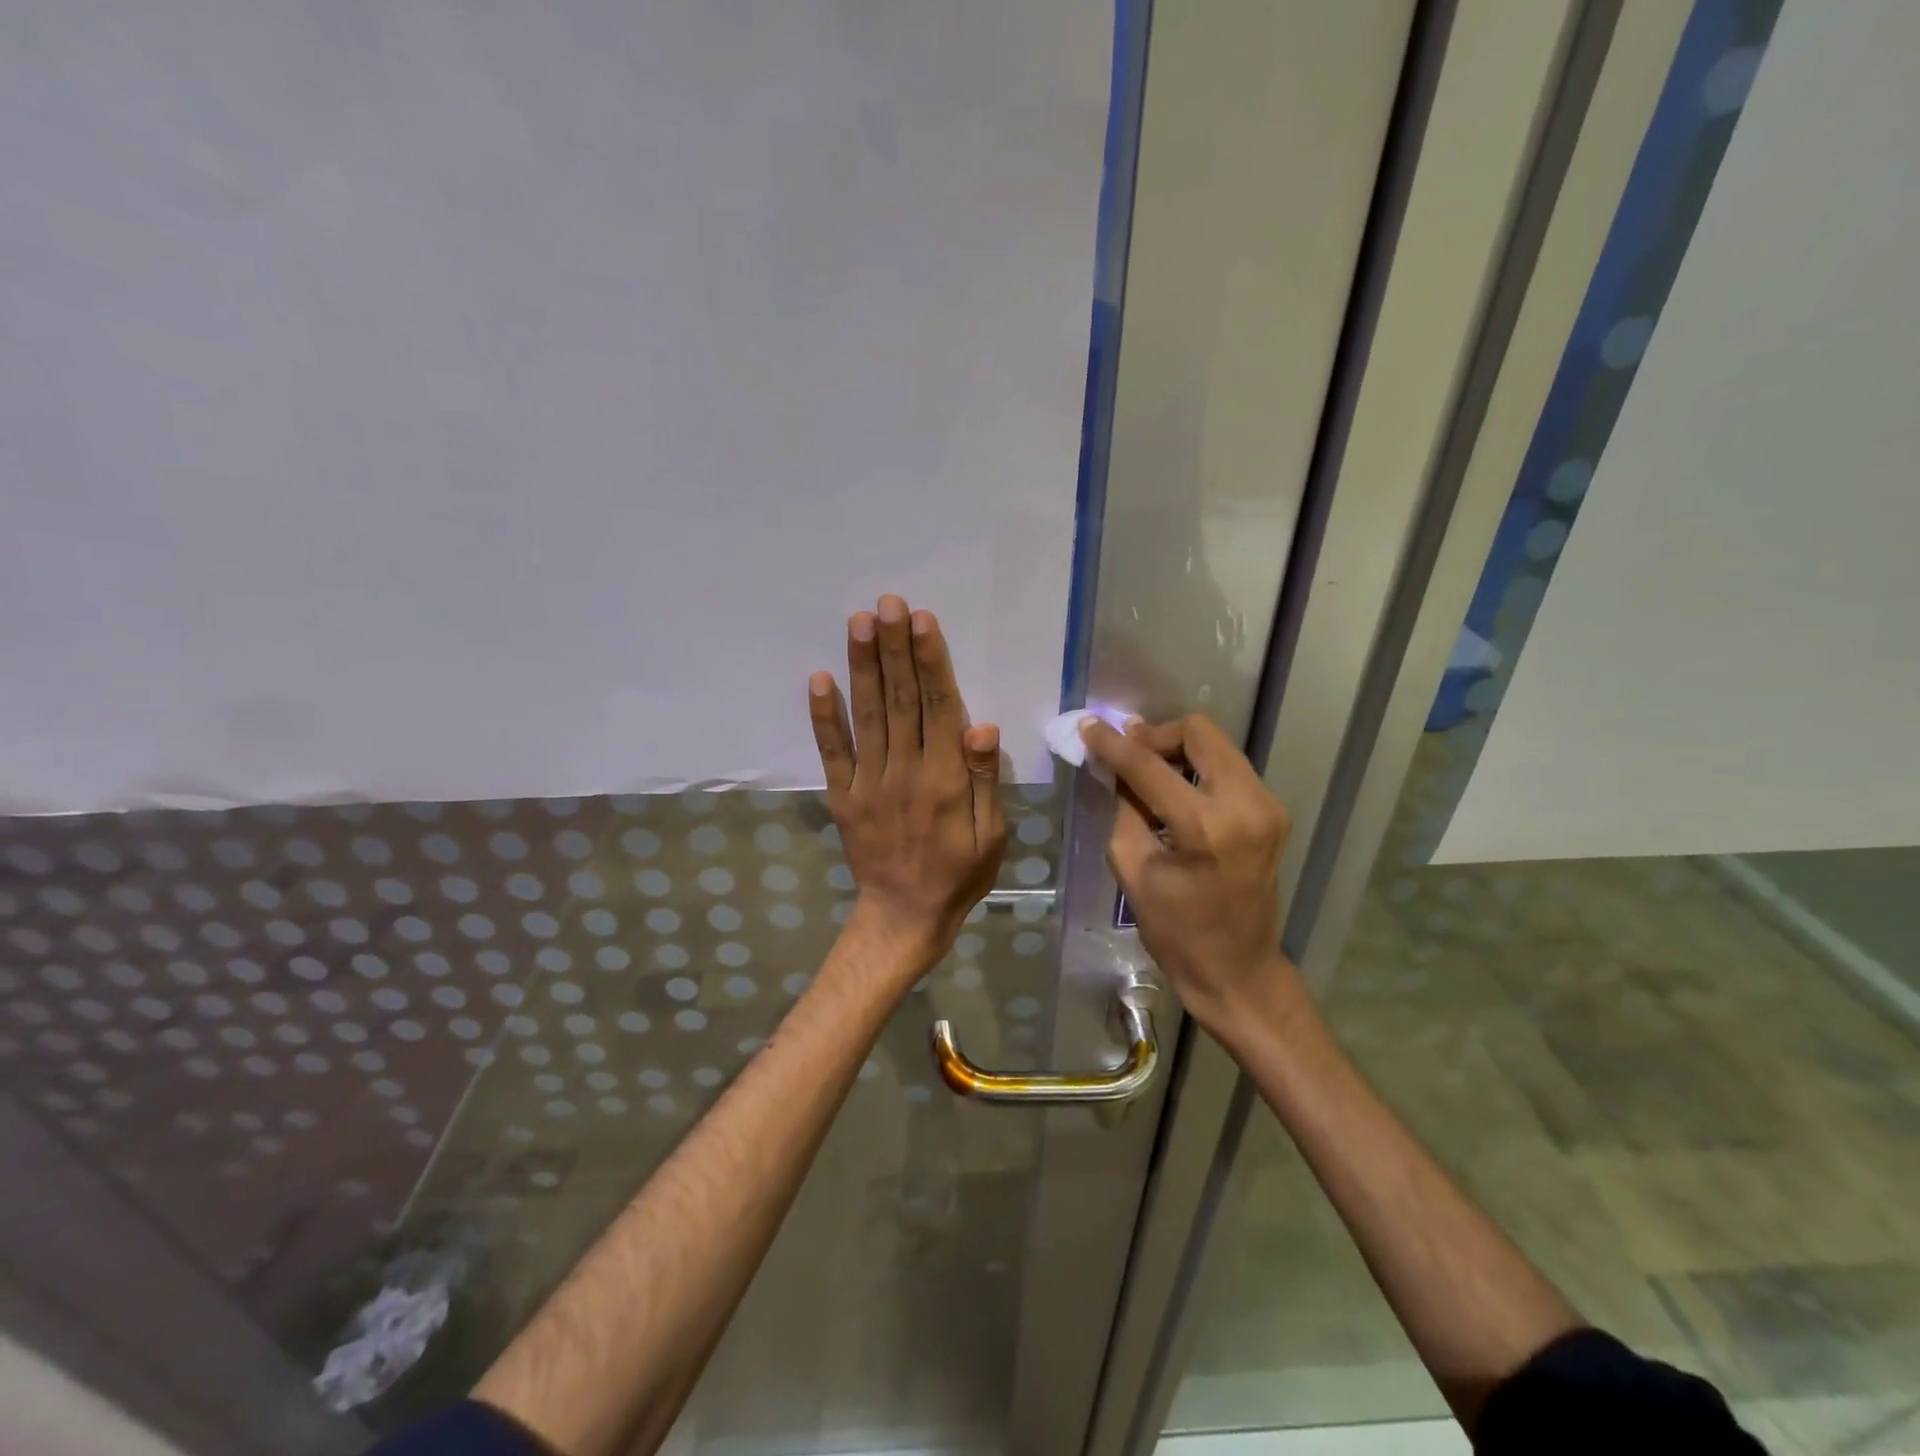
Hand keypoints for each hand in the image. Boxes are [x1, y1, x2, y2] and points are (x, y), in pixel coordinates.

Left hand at [809, 595, 1007, 976]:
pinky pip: (832, 752)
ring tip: (860, 622)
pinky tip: (818, 679)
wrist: (905, 916)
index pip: (938, 708)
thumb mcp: (991, 834)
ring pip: (867, 716)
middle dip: (895, 649)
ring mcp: (868, 782)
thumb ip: (983, 780)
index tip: (922, 621)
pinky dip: (824, 716)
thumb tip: (980, 726)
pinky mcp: (842, 796)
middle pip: (900, 700)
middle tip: (889, 603)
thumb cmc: (959, 873)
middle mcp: (904, 771)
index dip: (930, 662)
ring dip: (863, 667)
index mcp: (944, 778)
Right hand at [1080, 714, 1296, 1034]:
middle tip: (1127, 752)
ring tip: (1148, 771)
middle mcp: (1246, 805)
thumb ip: (1124, 807)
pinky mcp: (1273, 812)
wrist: (1237, 970)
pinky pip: (1229, 767)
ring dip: (1178, 749)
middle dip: (1156, 735)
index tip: (1089, 726)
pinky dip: (1198, 767)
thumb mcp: (1132, 868)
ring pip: (1217, 745)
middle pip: (1199, 733)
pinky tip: (1177, 788)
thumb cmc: (1175, 931)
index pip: (1149, 766)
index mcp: (1205, 828)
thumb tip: (1116, 766)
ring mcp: (1267, 806)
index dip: (1113, 743)